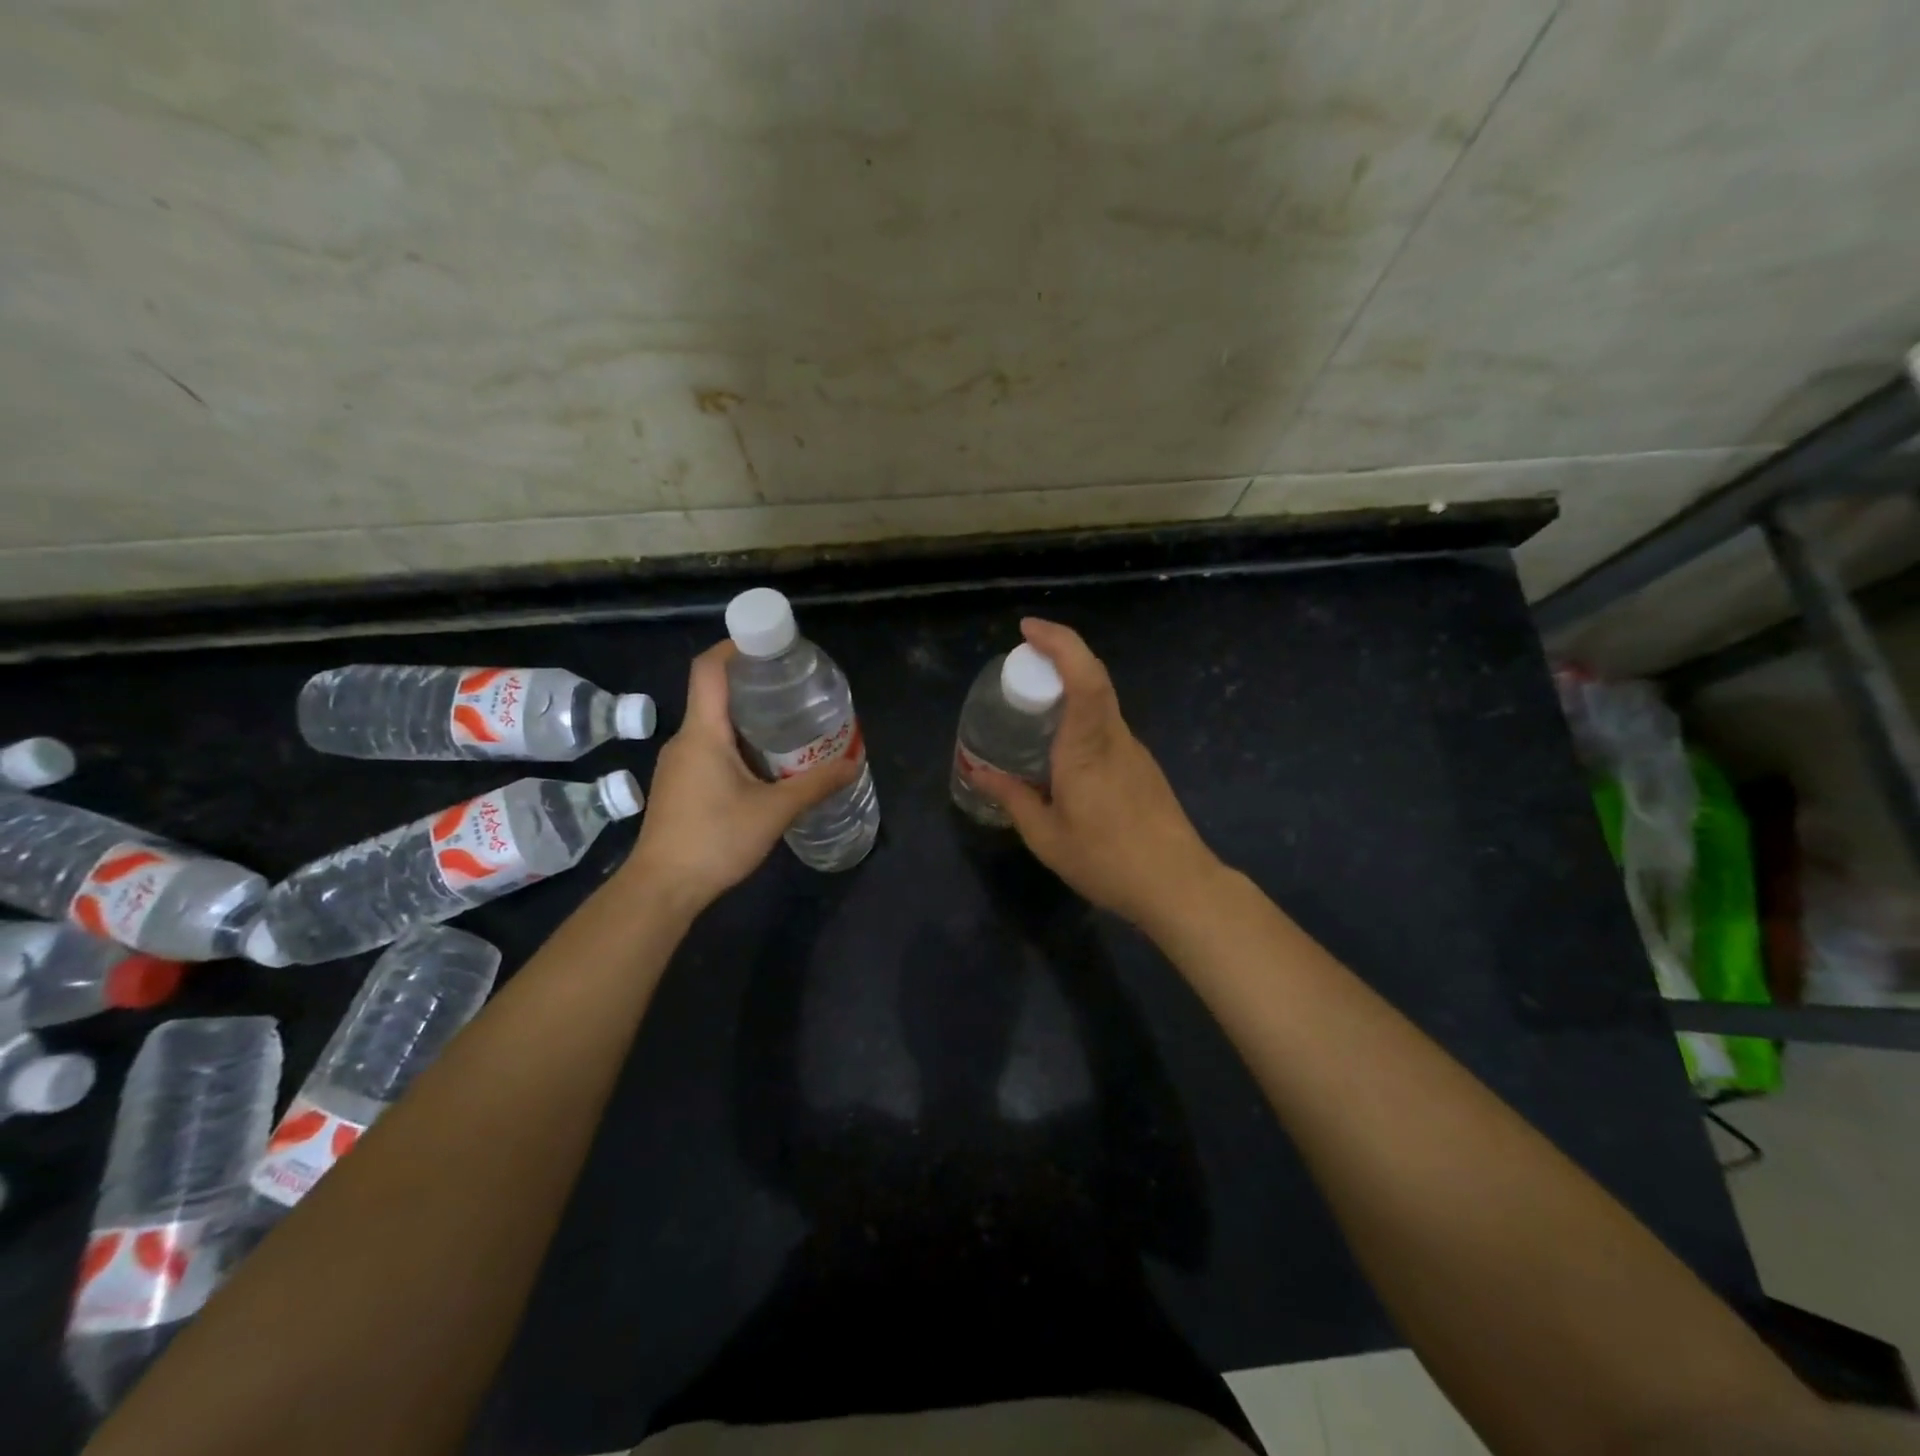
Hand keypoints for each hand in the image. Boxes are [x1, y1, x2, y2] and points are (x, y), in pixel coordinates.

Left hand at [624, 640, 859, 915]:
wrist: (662, 888)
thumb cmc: (714, 840)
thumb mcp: (774, 812)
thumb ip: (815, 785)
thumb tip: (853, 763)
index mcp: (703, 733)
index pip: (709, 670)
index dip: (734, 647)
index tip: (768, 644)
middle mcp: (685, 740)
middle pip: (715, 694)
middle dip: (753, 685)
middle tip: (794, 688)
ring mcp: (678, 763)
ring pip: (713, 725)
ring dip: (747, 719)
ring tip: (788, 725)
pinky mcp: (679, 785)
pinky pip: (709, 748)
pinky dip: (737, 744)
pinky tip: (765, 764)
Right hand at [969, 618, 1220, 927]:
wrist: (1178, 885)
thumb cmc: (1107, 860)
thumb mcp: (1047, 836)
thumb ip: (1013, 799)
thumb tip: (980, 774)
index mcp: (1088, 747)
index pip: (1084, 677)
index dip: (1060, 642)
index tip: (1028, 630)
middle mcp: (1114, 738)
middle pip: (1093, 679)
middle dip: (1057, 657)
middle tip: (1020, 668)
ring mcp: (1134, 750)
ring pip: (1101, 703)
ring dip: (1068, 690)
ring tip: (1032, 710)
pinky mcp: (1142, 767)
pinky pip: (1106, 727)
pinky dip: (1080, 719)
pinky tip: (1060, 752)